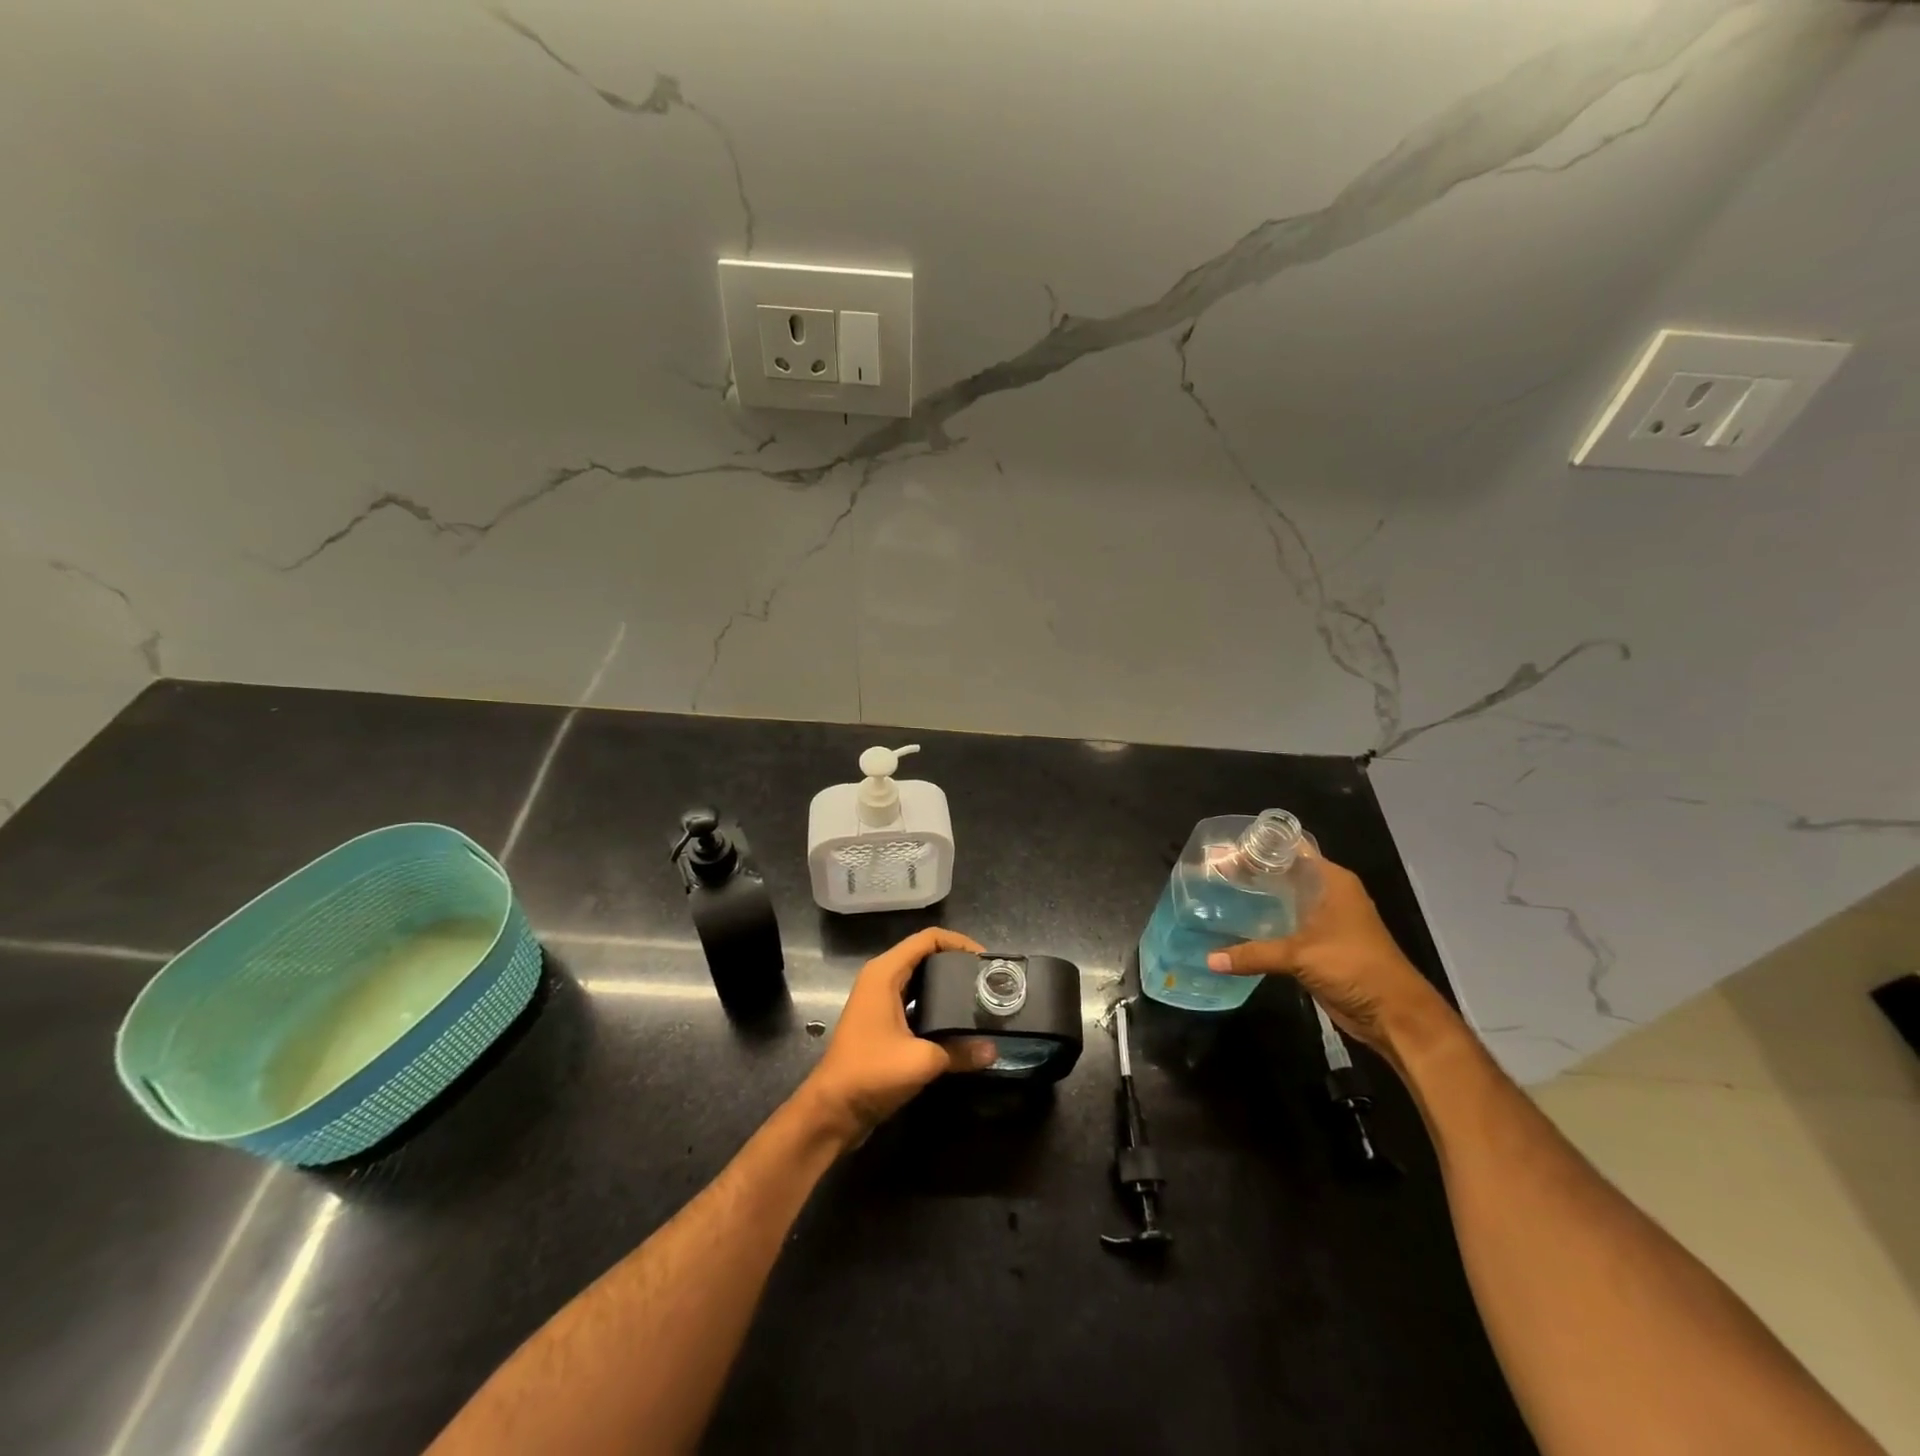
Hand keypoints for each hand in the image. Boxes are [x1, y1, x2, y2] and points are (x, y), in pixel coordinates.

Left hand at [799, 928, 995, 1144]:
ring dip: (947, 985)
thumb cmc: (871, 1073)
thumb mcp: (921, 1060)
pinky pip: (914, 1001)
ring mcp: (879, 1001)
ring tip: (978, 997)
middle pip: (925, 956)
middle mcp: (881, 979)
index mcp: (885, 973)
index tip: (986, 961)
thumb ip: (960, 1052)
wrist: (832, 1110)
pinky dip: (935, 1005)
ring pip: (919, 979)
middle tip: (987, 980)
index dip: (959, 942)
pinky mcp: (881, 1022)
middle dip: (956, 964)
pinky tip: (958, 1022)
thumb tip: (994, 1050)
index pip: (928, 939)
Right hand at [1206, 858, 1456, 1059]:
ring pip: (1283, 901)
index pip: (1290, 849)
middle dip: (1250, 874)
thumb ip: (1253, 954)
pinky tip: (1234, 928)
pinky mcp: (1317, 945)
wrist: (1393, 1014)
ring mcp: (1323, 920)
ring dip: (1256, 902)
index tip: (1225, 849)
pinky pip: (1284, 928)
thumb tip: (1209, 959)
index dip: (1259, 847)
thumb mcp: (1300, 956)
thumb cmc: (1354, 967)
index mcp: (1331, 881)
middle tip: (1211, 874)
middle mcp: (1327, 894)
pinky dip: (1263, 927)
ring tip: (1216, 897)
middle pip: (1283, 874)